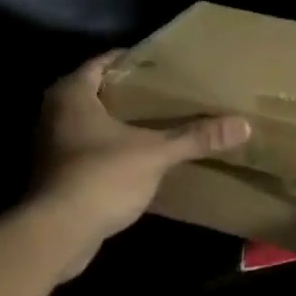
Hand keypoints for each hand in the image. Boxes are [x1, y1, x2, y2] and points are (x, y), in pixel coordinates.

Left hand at [29, 51, 249, 278]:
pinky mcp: (55, 174)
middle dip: (128, 92)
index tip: (161, 64)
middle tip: (164, 92)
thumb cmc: (101, 177)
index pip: (103, 62)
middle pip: (95, 91)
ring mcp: (51, 145)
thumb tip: (244, 125)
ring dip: (117, 122)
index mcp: (72, 93)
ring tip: (156, 122)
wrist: (58, 234)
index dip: (131, 60)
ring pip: (89, 122)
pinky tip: (137, 157)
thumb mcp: (155, 153)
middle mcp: (54, 113)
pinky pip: (86, 149)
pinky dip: (109, 149)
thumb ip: (195, 137)